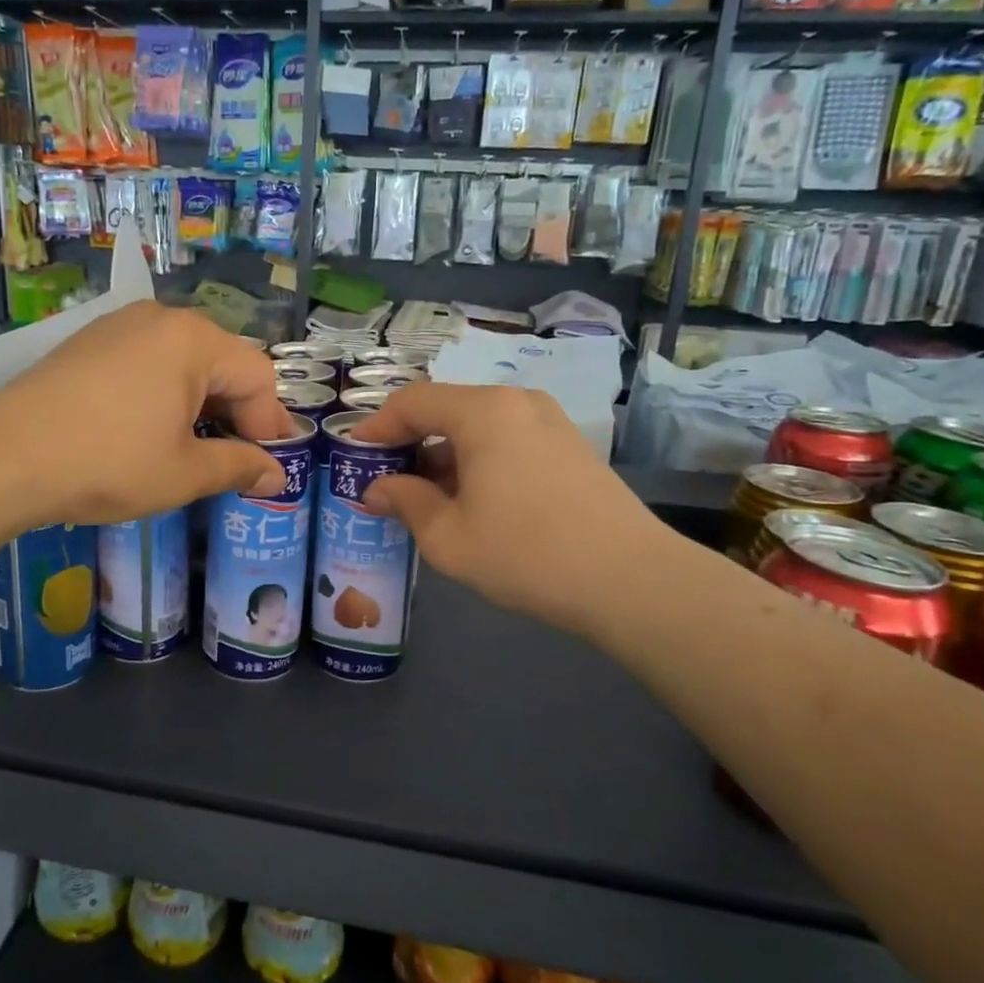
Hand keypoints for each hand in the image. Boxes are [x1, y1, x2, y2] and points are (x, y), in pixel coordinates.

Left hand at [0, 302, 290, 527]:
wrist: (4, 455)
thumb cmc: (109, 461)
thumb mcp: (185, 472)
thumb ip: (239, 467)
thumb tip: (275, 475)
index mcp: (194, 340)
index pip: (257, 377)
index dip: (268, 425)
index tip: (264, 468)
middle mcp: (161, 319)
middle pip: (221, 363)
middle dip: (234, 414)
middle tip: (234, 460)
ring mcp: (119, 326)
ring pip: (182, 363)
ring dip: (199, 405)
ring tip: (191, 448)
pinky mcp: (89, 343)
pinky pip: (146, 362)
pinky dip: (162, 394)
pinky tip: (148, 429)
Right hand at [353, 383, 656, 635]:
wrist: (631, 580)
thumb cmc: (526, 554)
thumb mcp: (449, 537)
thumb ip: (405, 503)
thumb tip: (376, 490)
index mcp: (483, 412)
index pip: (413, 402)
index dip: (376, 426)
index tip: (352, 454)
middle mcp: (517, 403)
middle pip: (446, 410)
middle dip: (410, 443)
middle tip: (385, 481)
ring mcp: (549, 422)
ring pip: (478, 426)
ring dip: (444, 455)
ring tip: (426, 498)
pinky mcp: (570, 447)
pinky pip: (508, 440)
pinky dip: (478, 460)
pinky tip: (473, 501)